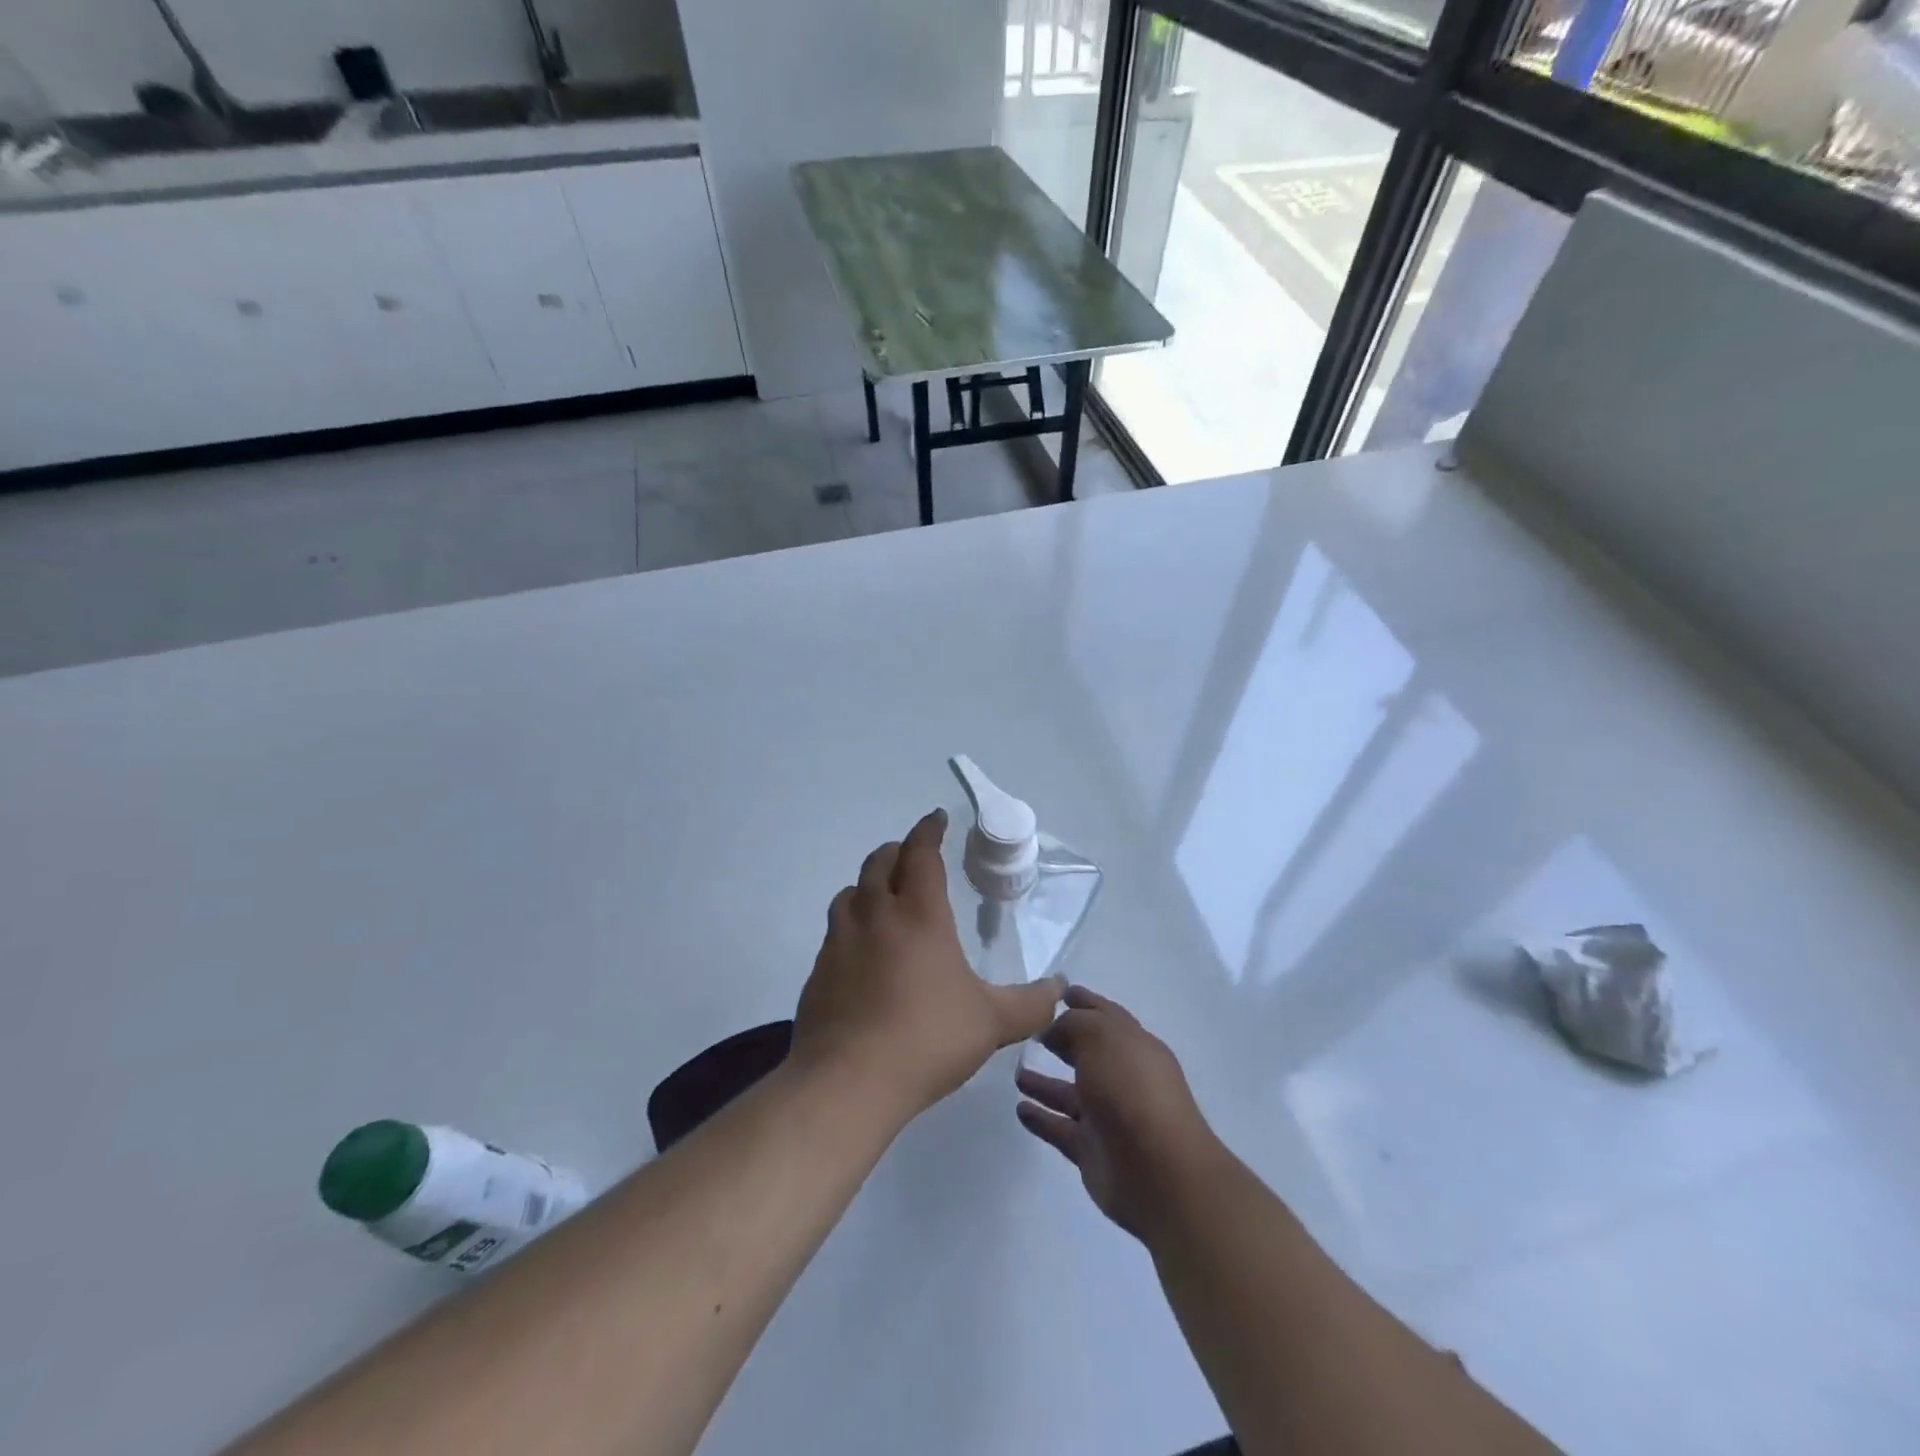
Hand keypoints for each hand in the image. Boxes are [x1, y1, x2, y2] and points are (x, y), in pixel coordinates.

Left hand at [793, 809, 1064, 1124]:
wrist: (848, 1081)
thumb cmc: (927, 1039)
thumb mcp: (992, 1023)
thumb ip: (1030, 1004)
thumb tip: (1060, 988)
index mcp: (918, 914)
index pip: (922, 853)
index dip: (929, 830)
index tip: (936, 818)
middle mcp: (875, 915)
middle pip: (879, 863)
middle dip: (897, 851)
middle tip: (912, 856)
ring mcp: (840, 942)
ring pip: (850, 893)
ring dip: (868, 885)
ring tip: (882, 897)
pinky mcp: (818, 972)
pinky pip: (835, 933)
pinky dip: (850, 926)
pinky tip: (861, 953)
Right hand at [1016, 986, 1221, 1239]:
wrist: (1159, 1172)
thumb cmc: (1131, 1090)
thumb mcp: (1101, 1037)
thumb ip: (1074, 1024)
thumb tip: (1054, 1030)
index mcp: (1134, 1045)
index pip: (1105, 1014)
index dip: (1083, 1001)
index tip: (1056, 992)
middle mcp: (1123, 1077)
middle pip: (1088, 1053)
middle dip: (1062, 1040)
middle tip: (1029, 1031)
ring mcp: (1108, 1116)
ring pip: (1070, 1093)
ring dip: (1044, 1083)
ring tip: (1015, 1072)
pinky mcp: (1092, 1150)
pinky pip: (1060, 1128)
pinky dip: (1041, 1118)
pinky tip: (1020, 1108)